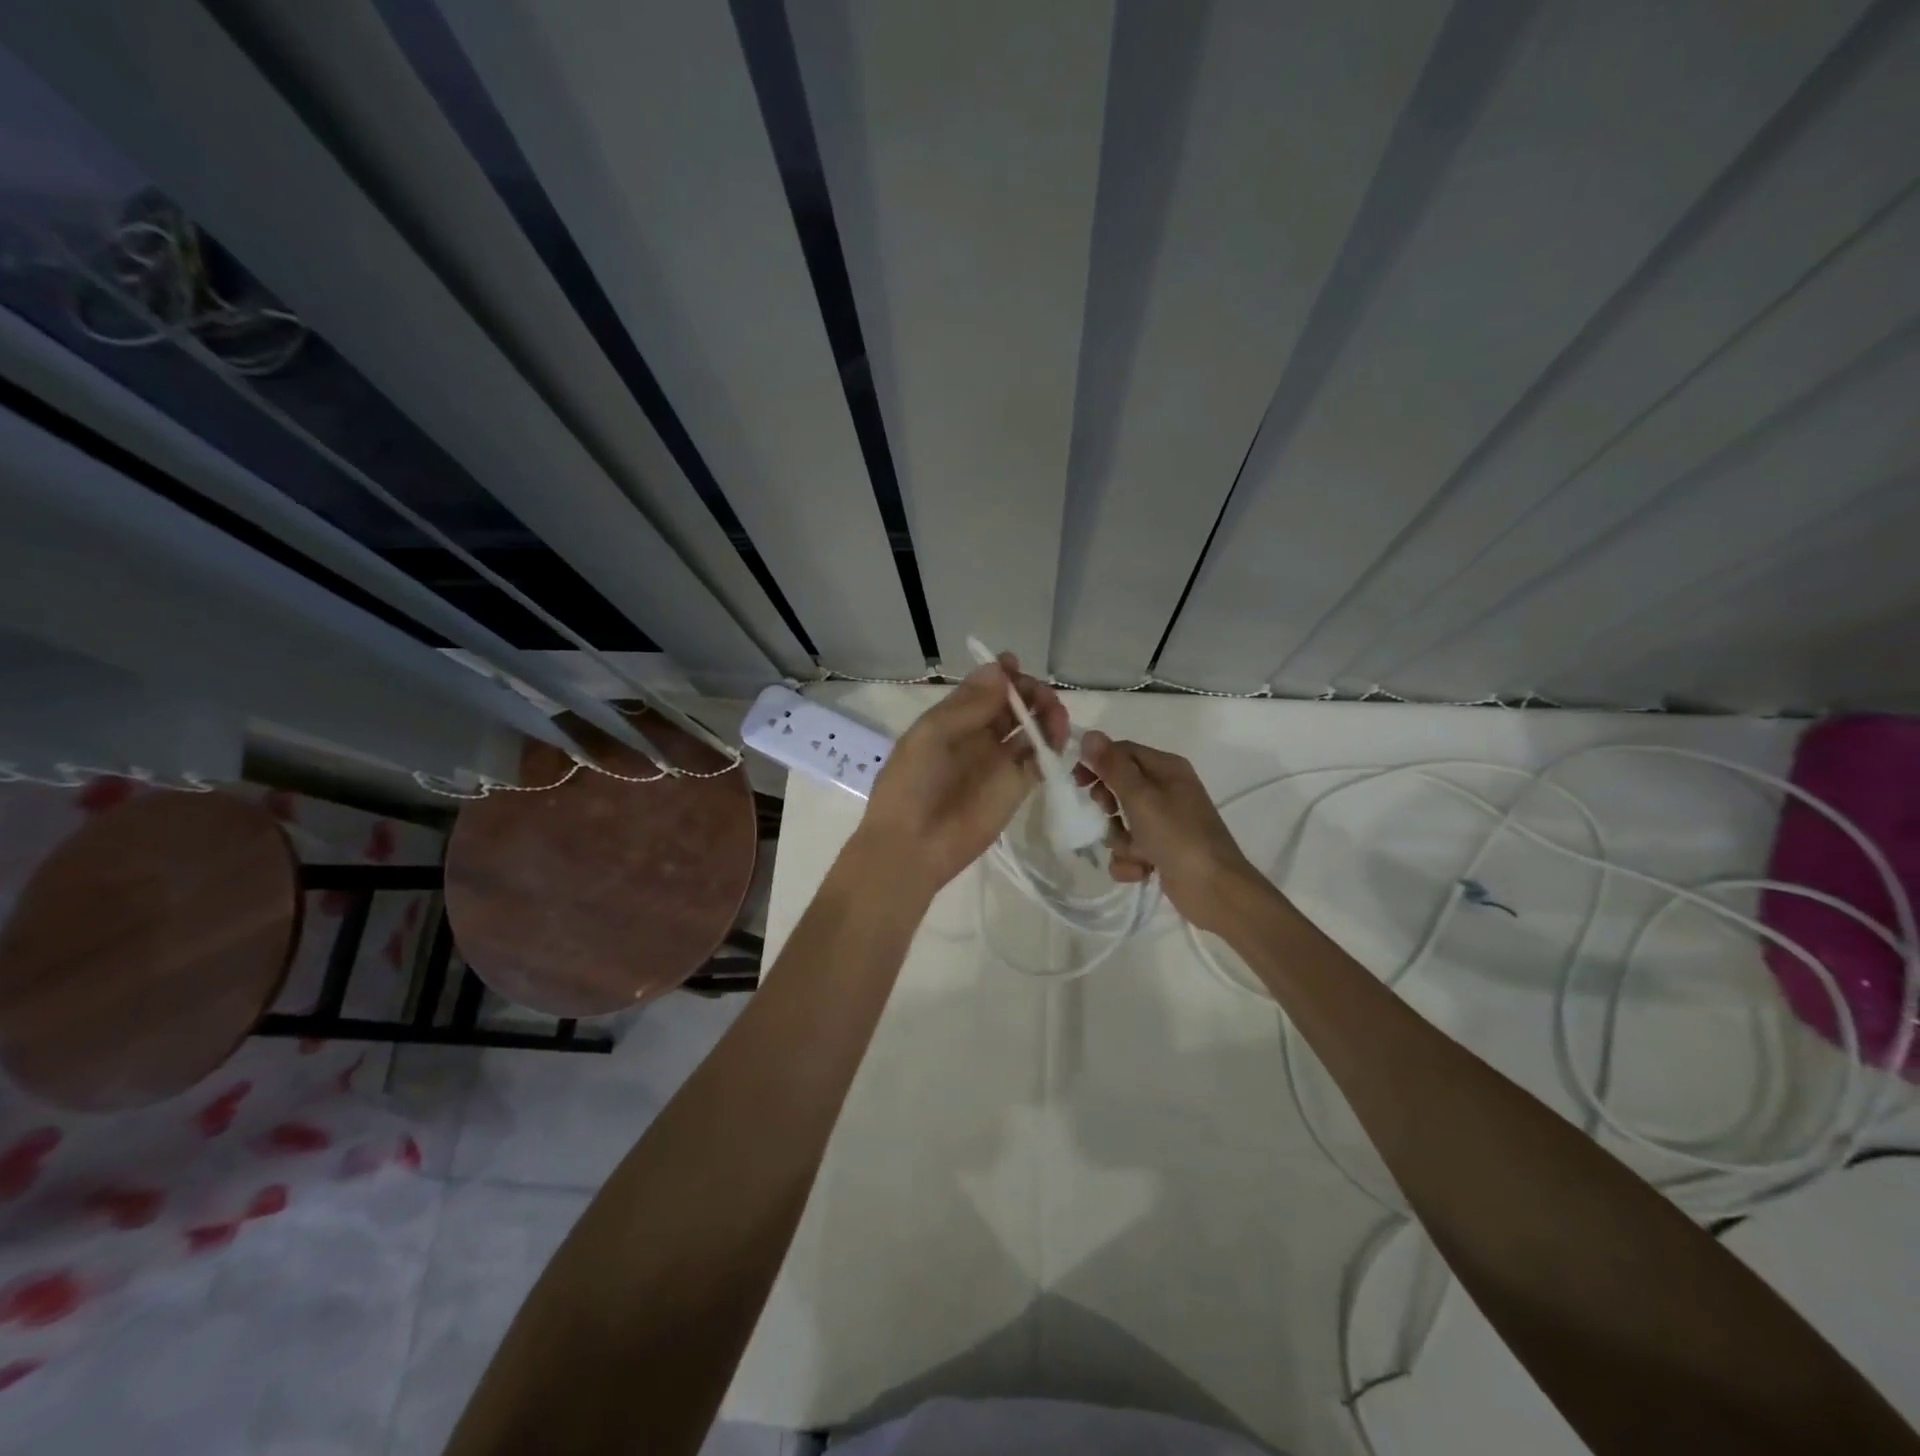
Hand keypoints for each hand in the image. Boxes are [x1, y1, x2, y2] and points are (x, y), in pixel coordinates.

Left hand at [854, 654, 1067, 897]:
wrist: (913, 845)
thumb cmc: (912, 783)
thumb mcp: (932, 735)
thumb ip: (969, 705)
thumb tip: (1001, 670)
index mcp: (952, 720)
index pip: (983, 688)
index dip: (1001, 674)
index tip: (1015, 664)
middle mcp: (978, 737)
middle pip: (1012, 704)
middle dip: (1028, 691)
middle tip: (1037, 694)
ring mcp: (999, 762)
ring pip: (1031, 728)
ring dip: (1045, 714)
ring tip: (1053, 714)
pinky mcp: (1017, 788)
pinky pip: (1040, 760)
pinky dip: (1053, 746)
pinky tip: (1056, 737)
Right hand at [1078, 731, 1264, 932]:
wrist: (1215, 891)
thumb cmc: (1178, 836)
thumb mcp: (1141, 797)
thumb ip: (1113, 767)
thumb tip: (1089, 734)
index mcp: (1167, 768)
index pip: (1122, 752)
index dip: (1097, 763)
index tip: (1077, 781)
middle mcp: (1167, 790)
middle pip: (1119, 787)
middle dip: (1109, 806)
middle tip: (1109, 814)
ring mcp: (1164, 823)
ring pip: (1121, 822)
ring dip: (1120, 840)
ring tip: (1136, 852)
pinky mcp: (1161, 851)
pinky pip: (1130, 849)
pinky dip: (1131, 861)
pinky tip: (1143, 870)